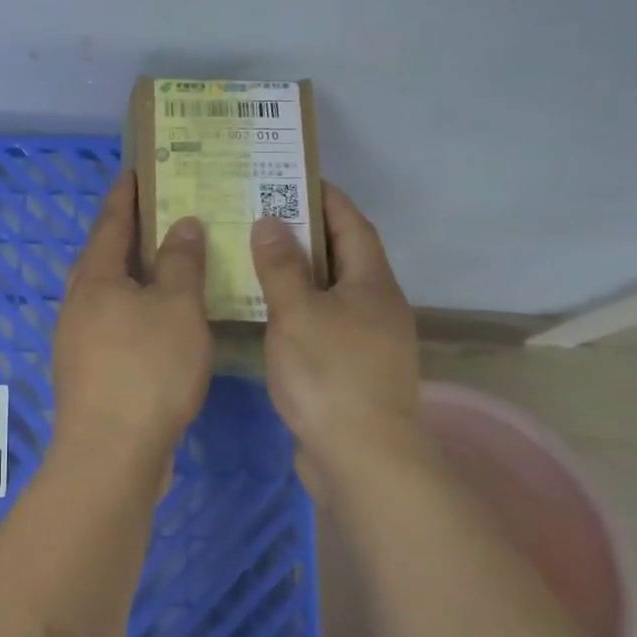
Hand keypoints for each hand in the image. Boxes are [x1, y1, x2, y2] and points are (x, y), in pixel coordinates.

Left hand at [52, 173, 212, 473]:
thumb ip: (181, 263)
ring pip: (104, 295)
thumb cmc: (148, 369)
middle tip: (155, 218)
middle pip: (100, 258)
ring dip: (129, 277)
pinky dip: (132, 312)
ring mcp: (77, 341)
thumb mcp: (177, 308)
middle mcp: (78, 305)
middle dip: (123, 236)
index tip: (133, 173)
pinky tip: (156, 325)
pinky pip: (111, 326)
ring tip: (162, 268)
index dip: (124, 197)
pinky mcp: (87, 373)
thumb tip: (181, 224)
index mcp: (95, 280)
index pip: (110, 224)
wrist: (112, 451)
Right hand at [250, 181, 424, 503]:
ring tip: (259, 257)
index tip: (295, 178)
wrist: (362, 458)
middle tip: (265, 214)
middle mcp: (378, 306)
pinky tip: (269, 312)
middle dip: (309, 233)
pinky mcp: (353, 370)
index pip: (353, 225)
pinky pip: (325, 322)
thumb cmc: (330, 374)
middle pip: (345, 257)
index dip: (328, 199)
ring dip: (302, 272)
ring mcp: (369, 341)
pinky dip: (300, 307)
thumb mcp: (298, 312)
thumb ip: (282, 266)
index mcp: (373, 284)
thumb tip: (272, 221)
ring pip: (332, 292)